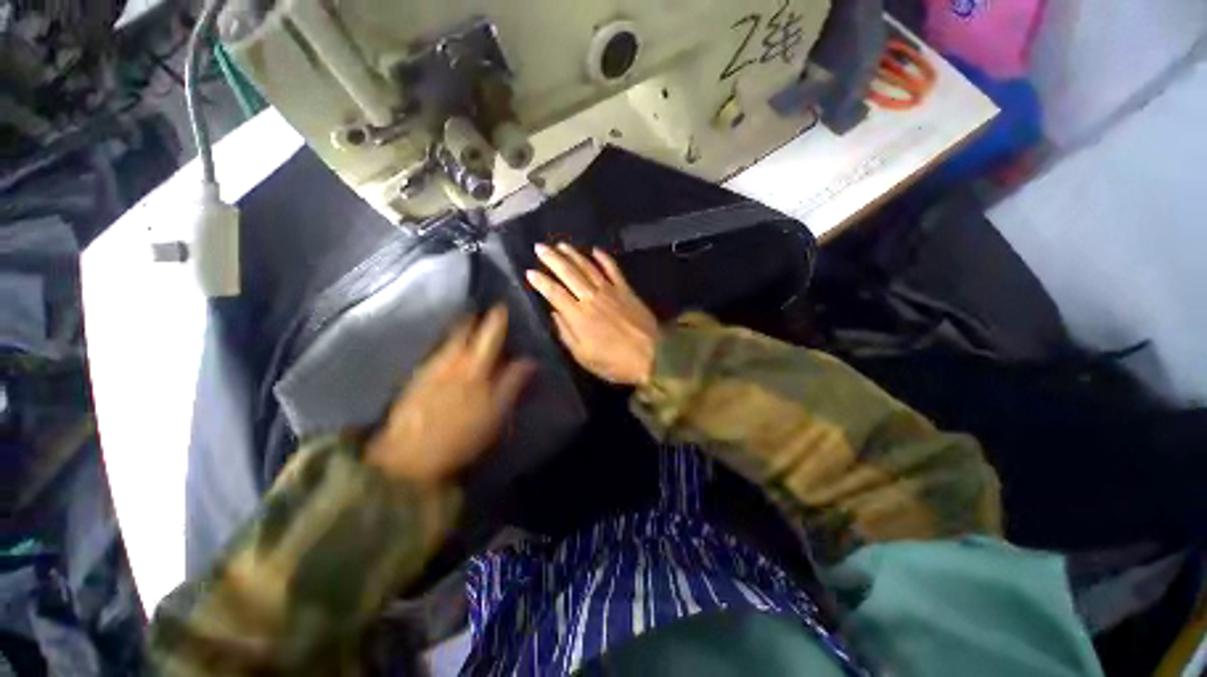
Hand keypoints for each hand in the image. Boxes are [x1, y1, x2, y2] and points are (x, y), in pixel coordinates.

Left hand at [366, 305, 535, 484]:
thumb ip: (513, 383)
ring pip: (447, 340)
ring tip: (467, 325)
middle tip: (483, 313)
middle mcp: (451, 360)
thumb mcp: (497, 411)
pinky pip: (435, 353)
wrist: (409, 456)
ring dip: (459, 330)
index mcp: (474, 366)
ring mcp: (430, 368)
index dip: (498, 319)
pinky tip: (449, 353)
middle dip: (474, 318)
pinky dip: (446, 347)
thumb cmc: (462, 435)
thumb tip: (530, 361)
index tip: (503, 306)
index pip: (490, 334)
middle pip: (463, 330)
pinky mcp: (416, 379)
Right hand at [526, 243, 659, 385]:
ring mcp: (610, 291)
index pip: (554, 293)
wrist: (652, 356)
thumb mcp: (584, 357)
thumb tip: (555, 314)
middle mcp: (591, 298)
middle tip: (540, 247)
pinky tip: (595, 250)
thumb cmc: (615, 362)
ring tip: (561, 245)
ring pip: (588, 267)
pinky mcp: (626, 290)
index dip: (541, 281)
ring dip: (573, 254)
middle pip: (568, 273)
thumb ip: (567, 334)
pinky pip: (613, 269)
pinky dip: (603, 258)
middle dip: (552, 259)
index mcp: (578, 316)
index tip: (530, 272)